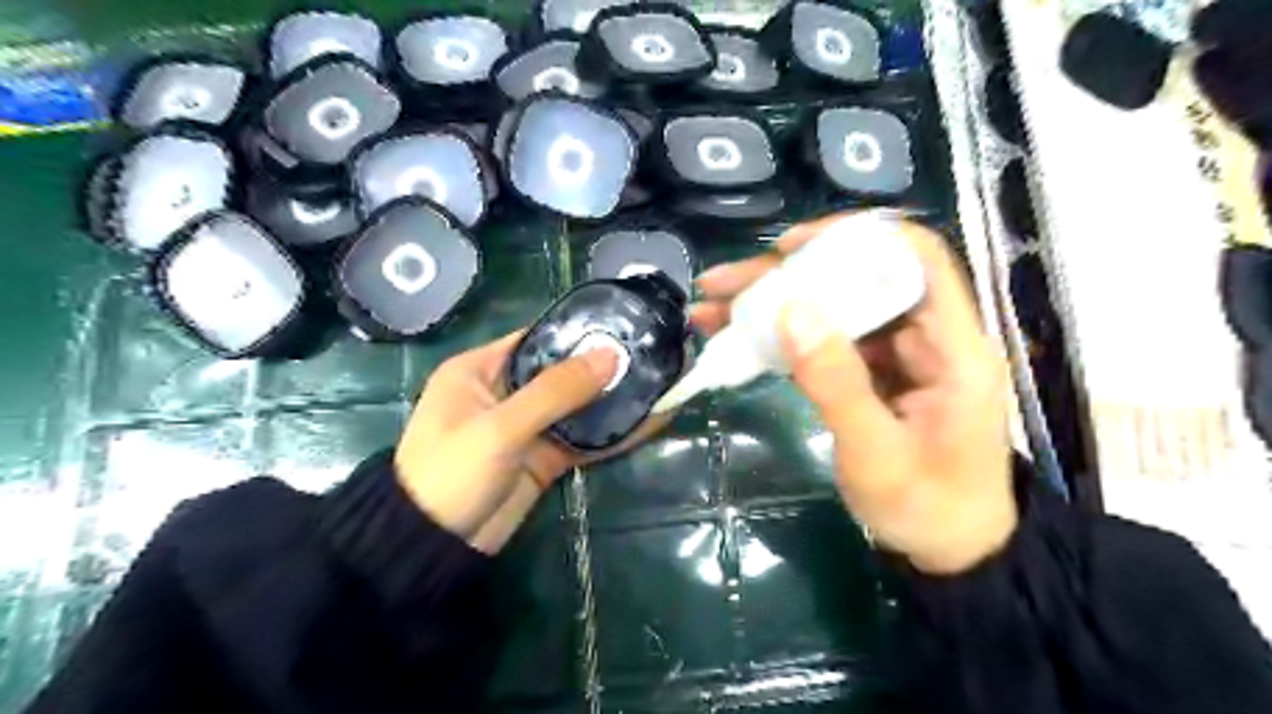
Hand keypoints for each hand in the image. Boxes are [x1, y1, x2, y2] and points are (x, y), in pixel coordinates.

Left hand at [396, 332, 665, 555]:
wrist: (433, 548)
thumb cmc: (451, 473)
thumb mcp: (499, 427)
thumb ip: (555, 391)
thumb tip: (611, 356)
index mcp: (481, 369)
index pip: (536, 338)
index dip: (577, 332)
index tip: (622, 327)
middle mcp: (505, 392)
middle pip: (561, 372)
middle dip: (602, 367)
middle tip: (650, 355)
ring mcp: (527, 427)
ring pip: (577, 407)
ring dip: (612, 400)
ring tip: (659, 382)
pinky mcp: (543, 458)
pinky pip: (582, 440)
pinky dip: (611, 434)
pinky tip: (648, 422)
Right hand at [691, 215, 1021, 574]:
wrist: (949, 550)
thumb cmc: (925, 507)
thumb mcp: (876, 454)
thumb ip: (836, 383)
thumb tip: (790, 310)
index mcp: (953, 347)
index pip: (917, 258)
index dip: (857, 237)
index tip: (790, 248)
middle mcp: (926, 337)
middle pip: (858, 278)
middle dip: (786, 275)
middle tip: (723, 284)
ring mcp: (896, 354)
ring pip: (834, 306)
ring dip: (773, 303)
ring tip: (712, 307)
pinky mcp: (872, 373)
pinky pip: (825, 340)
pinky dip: (781, 335)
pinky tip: (736, 336)